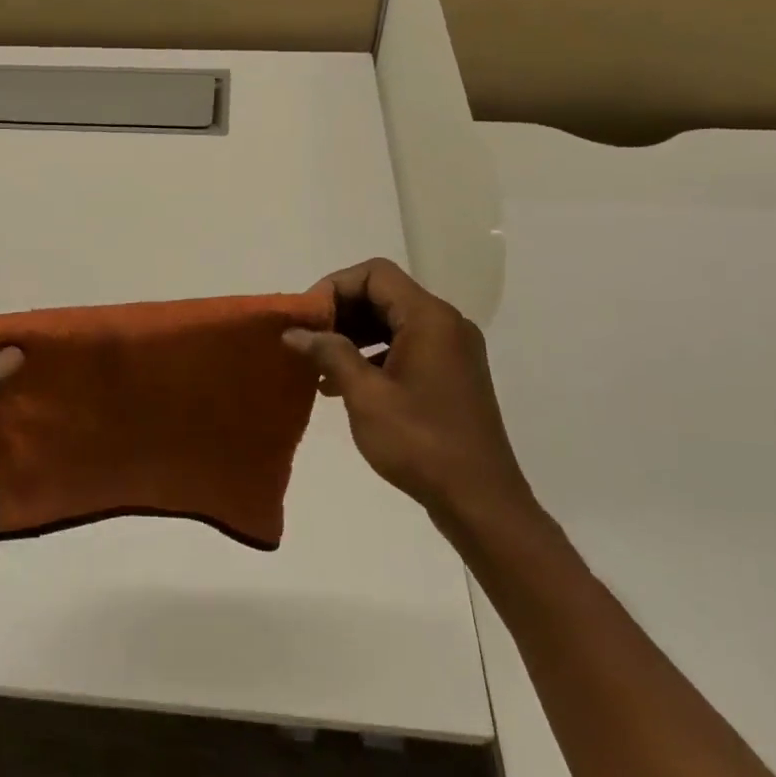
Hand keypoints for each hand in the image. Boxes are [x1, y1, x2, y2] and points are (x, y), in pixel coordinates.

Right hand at [284, 258, 537, 533]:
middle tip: (306, 339)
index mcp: (429, 318)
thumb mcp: (366, 396)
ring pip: (393, 321)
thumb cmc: (421, 442)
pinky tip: (343, 384)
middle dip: (341, 312)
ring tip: (318, 364)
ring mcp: (452, 349)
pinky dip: (373, 355)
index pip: (375, 274)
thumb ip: (330, 354)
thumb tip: (295, 332)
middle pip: (384, 294)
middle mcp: (446, 323)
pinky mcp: (451, 374)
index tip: (307, 318)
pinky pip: (406, 346)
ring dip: (354, 335)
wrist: (480, 501)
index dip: (334, 287)